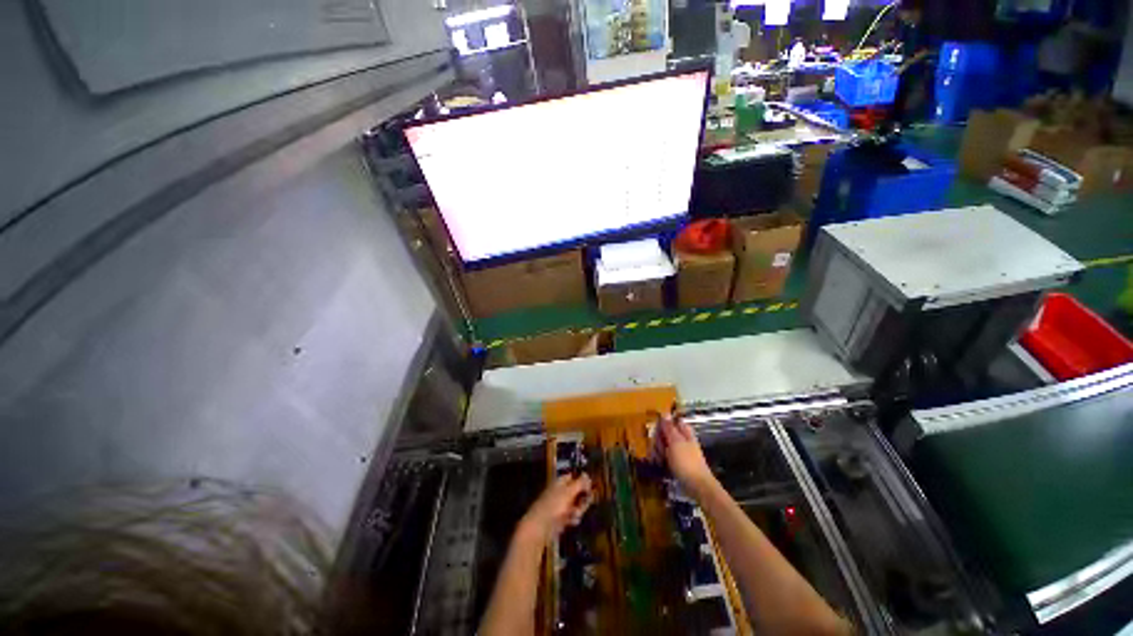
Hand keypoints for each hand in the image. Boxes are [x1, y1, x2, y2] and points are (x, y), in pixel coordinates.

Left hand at [519, 474, 592, 541]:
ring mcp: (560, 507)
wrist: (541, 526)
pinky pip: (573, 516)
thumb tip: (587, 475)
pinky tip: (571, 521)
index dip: (582, 480)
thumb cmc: (554, 506)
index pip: (572, 477)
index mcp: (558, 484)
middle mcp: (559, 494)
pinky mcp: (561, 518)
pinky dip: (574, 518)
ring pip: (577, 505)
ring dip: (579, 510)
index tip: (591, 485)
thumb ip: (579, 483)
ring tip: (574, 514)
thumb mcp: (568, 492)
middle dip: (583, 499)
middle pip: (577, 492)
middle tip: (585, 502)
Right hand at [653, 414, 716, 498]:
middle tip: (657, 449)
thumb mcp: (675, 443)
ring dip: (659, 452)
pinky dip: (662, 460)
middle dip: (659, 441)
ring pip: (666, 447)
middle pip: (668, 435)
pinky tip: (659, 465)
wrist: (696, 484)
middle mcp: (684, 441)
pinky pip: (667, 458)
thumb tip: (665, 413)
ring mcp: (682, 453)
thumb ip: (669, 428)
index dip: (663, 425)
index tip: (655, 433)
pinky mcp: (679, 464)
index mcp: (685, 433)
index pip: (673, 422)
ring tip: (657, 459)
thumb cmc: (686, 462)